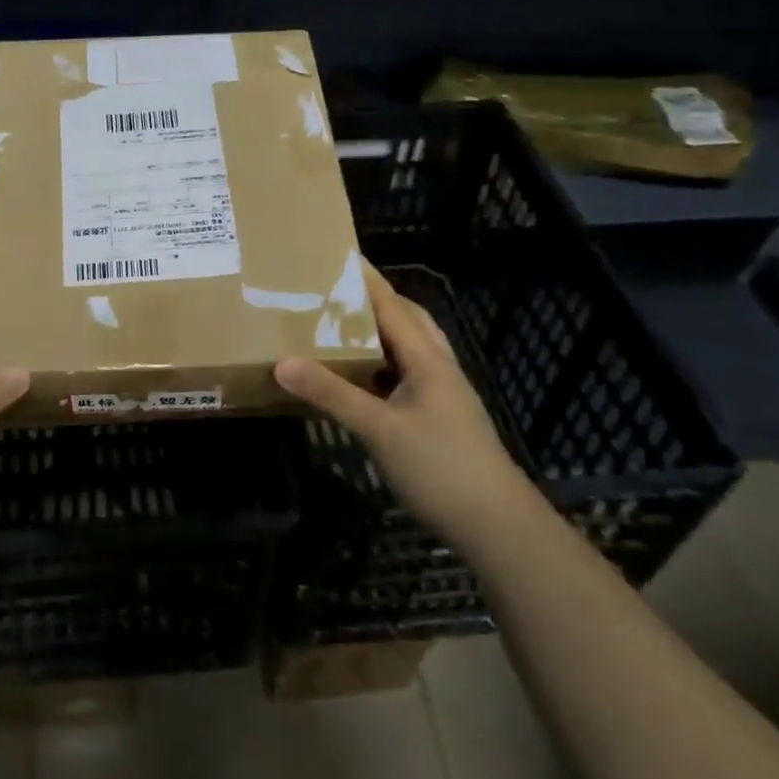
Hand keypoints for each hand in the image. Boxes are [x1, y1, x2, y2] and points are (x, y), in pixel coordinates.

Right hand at [274, 266, 530, 547]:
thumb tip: (282, 362)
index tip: (337, 254)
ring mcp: (442, 393)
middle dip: (374, 300)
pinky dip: (382, 365)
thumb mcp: (379, 429)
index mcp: (427, 358)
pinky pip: (406, 375)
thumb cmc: (440, 467)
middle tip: (335, 290)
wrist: (496, 524)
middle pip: (407, 319)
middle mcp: (438, 367)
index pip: (391, 305)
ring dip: (379, 332)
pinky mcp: (439, 416)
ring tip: (341, 327)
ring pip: (409, 348)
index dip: (365, 279)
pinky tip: (361, 378)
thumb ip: (331, 394)